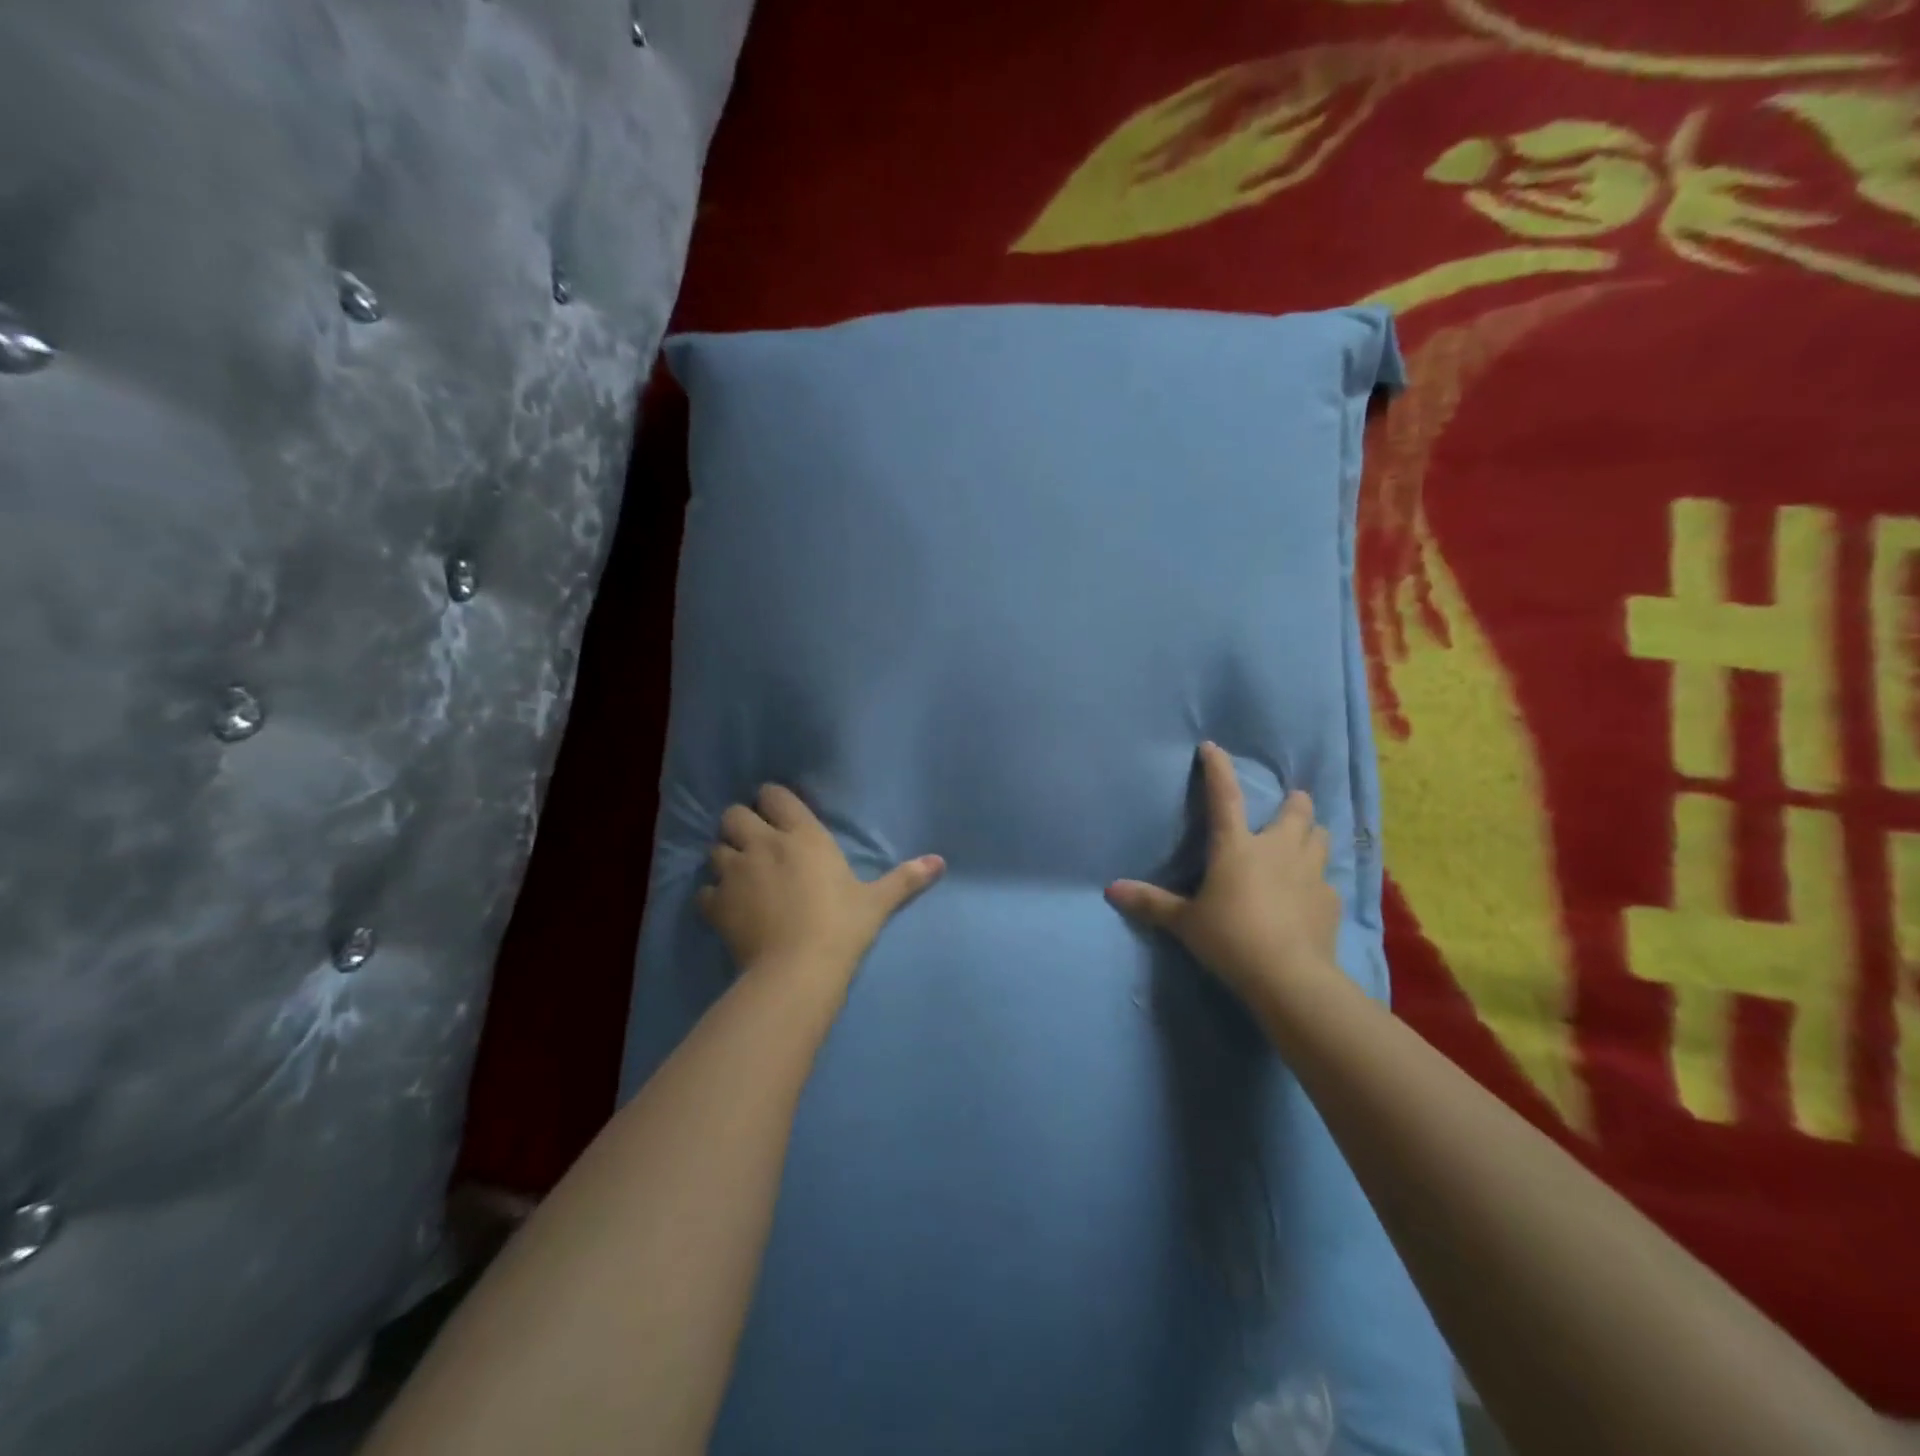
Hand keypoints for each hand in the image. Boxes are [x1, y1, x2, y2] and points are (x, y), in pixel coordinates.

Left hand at [698, 784, 944, 983]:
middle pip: (734, 815)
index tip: (781, 816)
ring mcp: (735, 872)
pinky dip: (712, 895)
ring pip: (715, 848)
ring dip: (725, 857)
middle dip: (741, 825)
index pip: (773, 795)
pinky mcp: (716, 904)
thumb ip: (905, 879)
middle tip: (756, 845)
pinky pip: (704, 890)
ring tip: (740, 875)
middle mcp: (764, 844)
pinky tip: (726, 908)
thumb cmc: (842, 927)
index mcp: (803, 835)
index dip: (773, 801)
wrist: (798, 970)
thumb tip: (940, 862)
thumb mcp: (876, 902)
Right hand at [1106, 742, 1341, 998]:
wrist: (1288, 977)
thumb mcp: (1184, 922)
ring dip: (1311, 835)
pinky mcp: (1331, 901)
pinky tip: (1309, 896)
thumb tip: (1110, 890)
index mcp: (1236, 846)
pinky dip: (1318, 881)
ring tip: (1302, 844)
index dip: (1218, 768)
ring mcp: (1310, 873)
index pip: (1224, 796)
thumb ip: (1151, 903)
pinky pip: (1328, 880)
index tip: (1213, 748)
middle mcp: (1277, 849)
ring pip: (1320, 837)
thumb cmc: (1230, 939)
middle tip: (1286, 807)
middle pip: (1296, 809)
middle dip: (1293, 803)